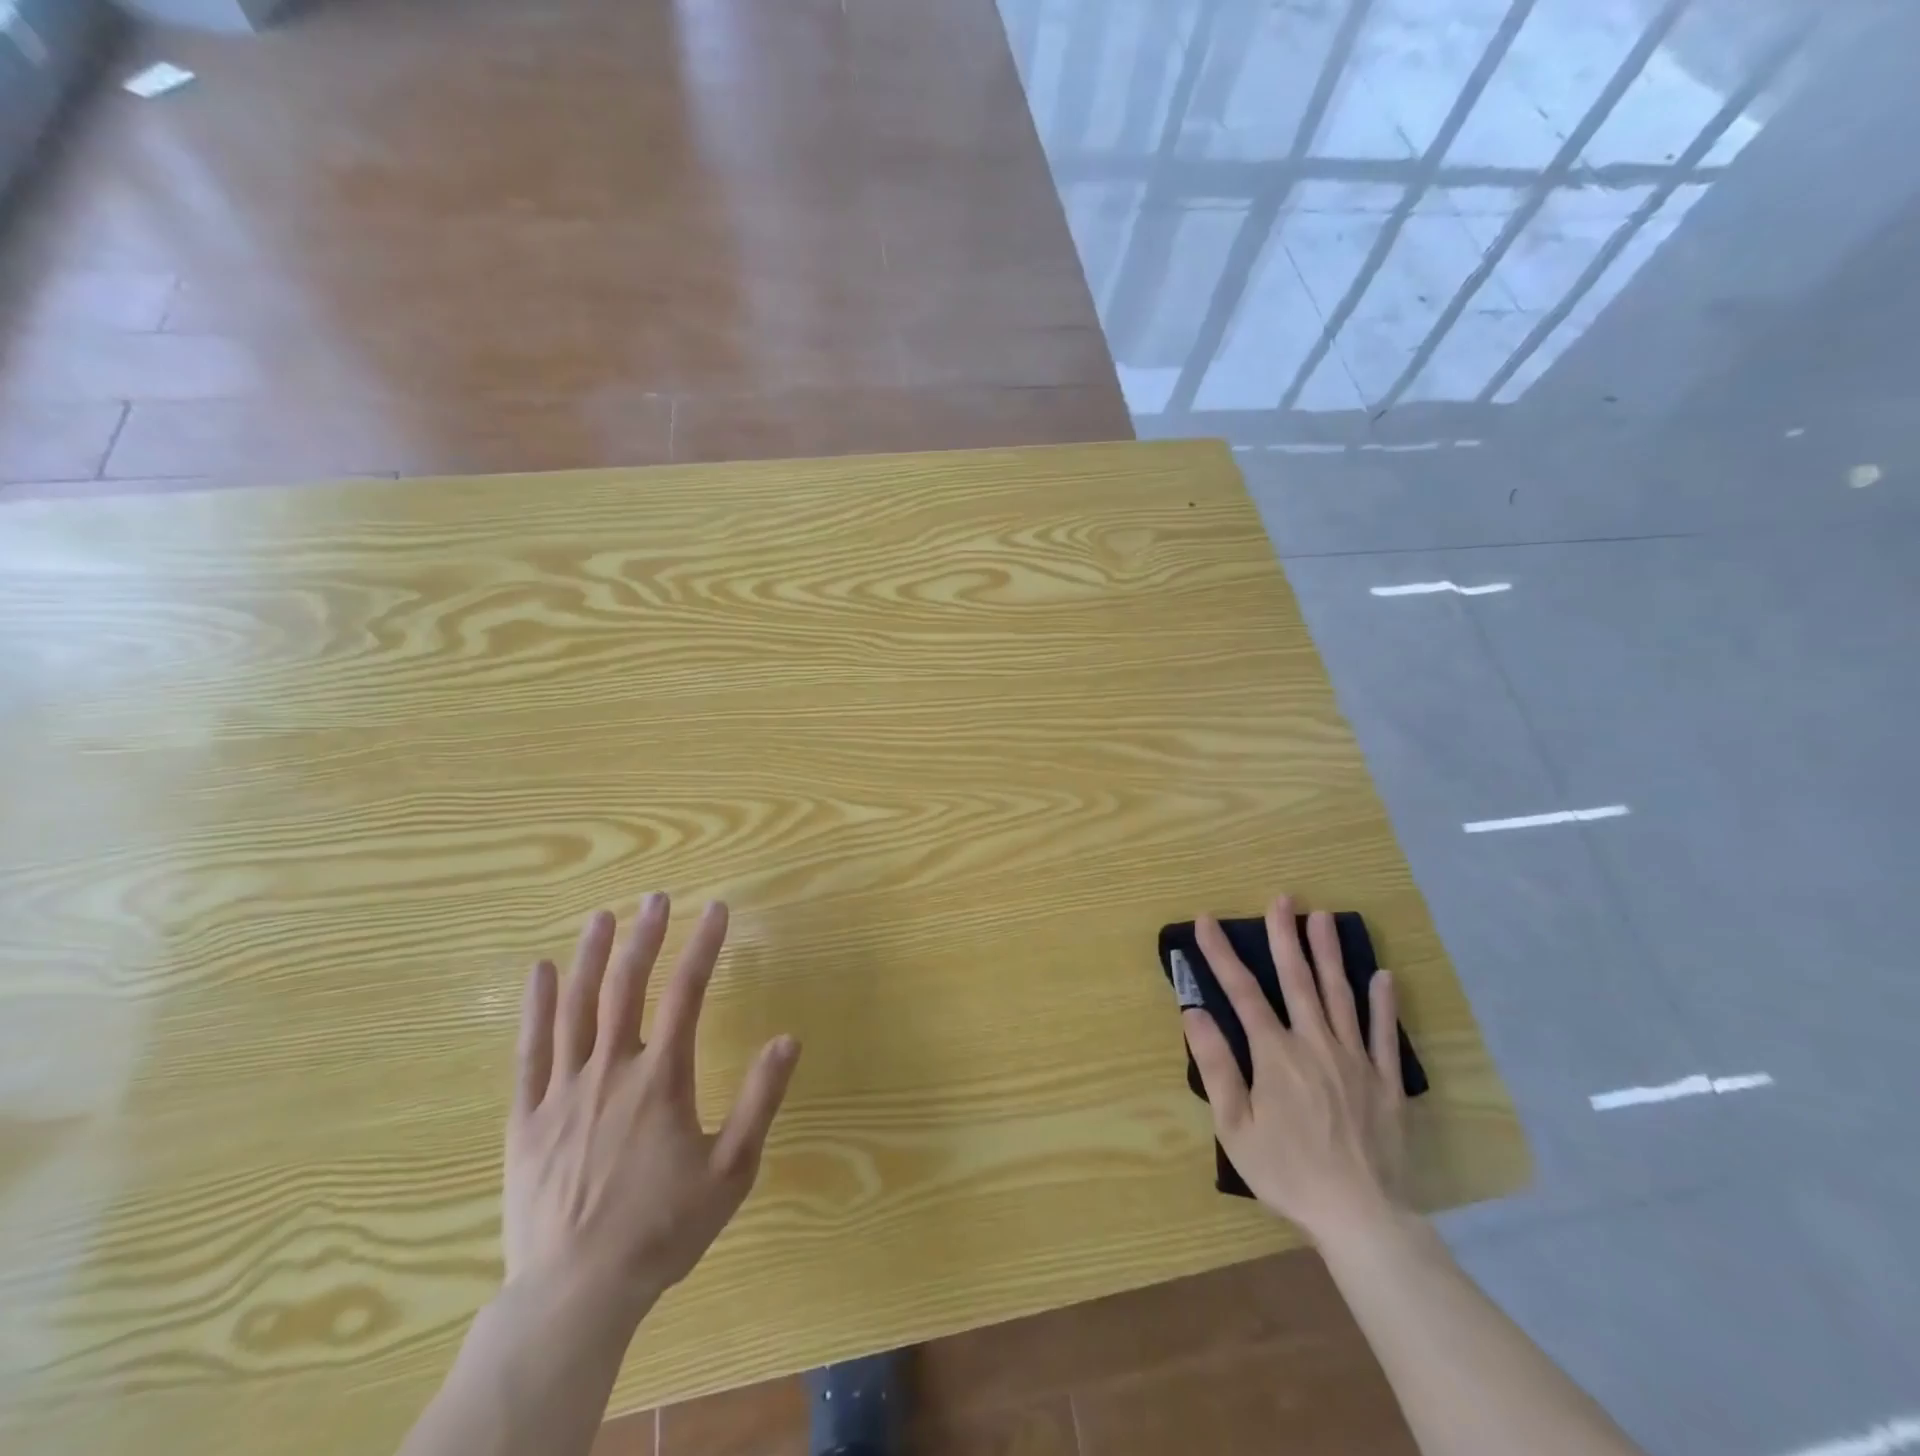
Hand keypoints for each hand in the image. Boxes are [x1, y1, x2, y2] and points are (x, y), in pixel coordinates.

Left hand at [504, 894, 799, 1327]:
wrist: (575, 1294)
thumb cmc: (661, 1229)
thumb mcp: (730, 1170)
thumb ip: (759, 1100)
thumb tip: (788, 1039)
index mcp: (661, 1078)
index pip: (688, 993)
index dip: (705, 945)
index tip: (718, 909)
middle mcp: (611, 1070)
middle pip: (627, 987)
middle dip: (646, 937)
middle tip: (657, 898)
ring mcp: (563, 1091)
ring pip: (576, 1008)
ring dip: (591, 957)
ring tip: (603, 917)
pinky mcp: (527, 1118)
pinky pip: (530, 1050)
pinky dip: (534, 1007)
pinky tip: (539, 972)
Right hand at [1181, 895, 1406, 1242]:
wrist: (1362, 1218)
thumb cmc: (1288, 1172)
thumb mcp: (1235, 1127)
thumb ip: (1216, 1066)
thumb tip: (1194, 1012)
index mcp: (1275, 1054)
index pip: (1242, 992)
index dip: (1221, 954)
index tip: (1206, 921)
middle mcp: (1315, 1044)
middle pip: (1297, 980)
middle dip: (1285, 936)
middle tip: (1282, 899)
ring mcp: (1355, 1060)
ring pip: (1340, 995)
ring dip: (1329, 953)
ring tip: (1324, 917)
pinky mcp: (1386, 1082)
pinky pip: (1385, 1034)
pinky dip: (1383, 1003)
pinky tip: (1383, 975)